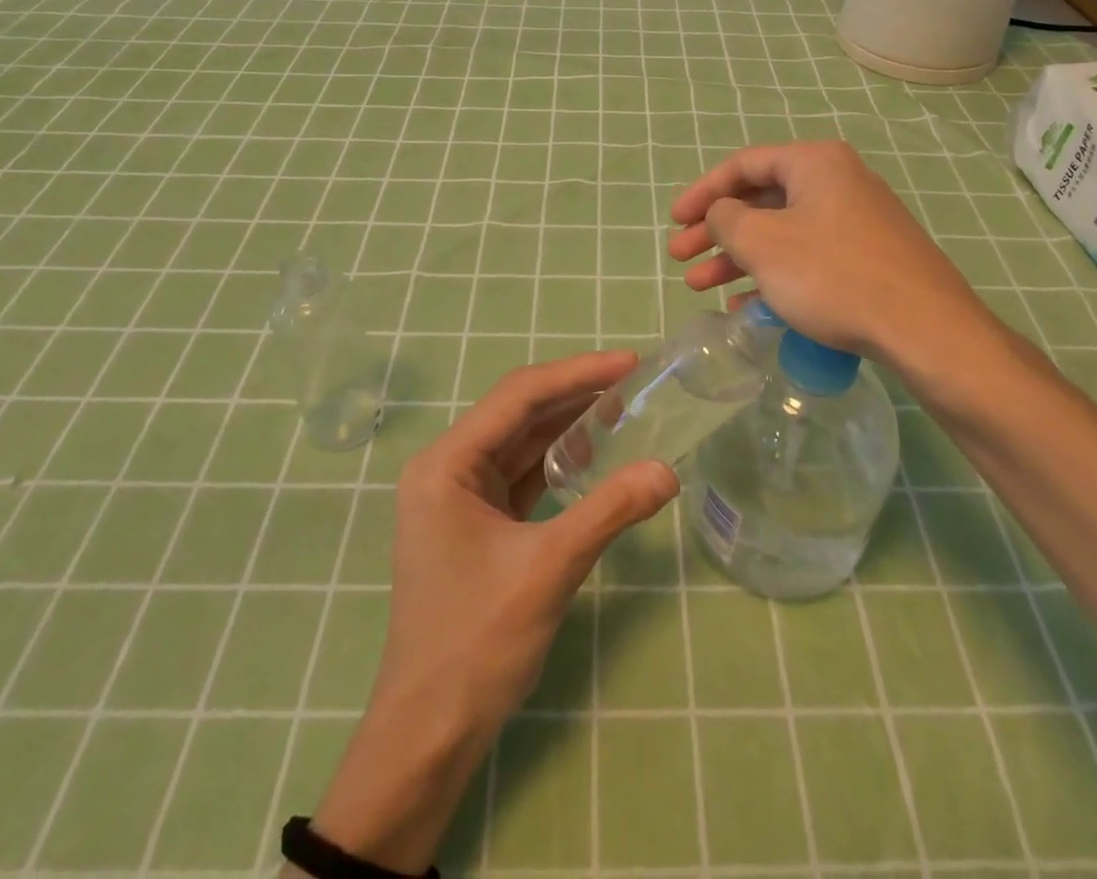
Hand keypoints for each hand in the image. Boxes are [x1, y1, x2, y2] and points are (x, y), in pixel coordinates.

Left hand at [308, 351, 677, 873]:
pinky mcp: (474, 521)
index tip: (629, 363)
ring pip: (521, 442)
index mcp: (447, 463)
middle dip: (576, 395)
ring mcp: (458, 495)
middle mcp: (447, 467)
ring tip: (622, 412)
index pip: (519, 396)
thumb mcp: (548, 570)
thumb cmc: (476, 645)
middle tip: (634, 384)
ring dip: (568, 426)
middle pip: (519, 413)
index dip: (577, 373)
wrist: (428, 733)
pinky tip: (591, 457)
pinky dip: (556, 462)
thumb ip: (608, 511)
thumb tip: (668, 471)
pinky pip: (520, 474)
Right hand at [667, 141, 1022, 383]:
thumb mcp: (762, 243)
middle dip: (715, 232)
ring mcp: (856, 222)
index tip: (675, 221)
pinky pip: (807, 258)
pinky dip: (772, 276)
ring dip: (737, 258)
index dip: (702, 192)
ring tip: (699, 287)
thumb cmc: (832, 274)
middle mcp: (838, 182)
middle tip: (679, 258)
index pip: (743, 164)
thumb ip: (726, 219)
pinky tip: (746, 308)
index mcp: (815, 163)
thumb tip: (722, 214)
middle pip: (760, 200)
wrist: (924, 328)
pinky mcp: (867, 258)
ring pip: (781, 233)